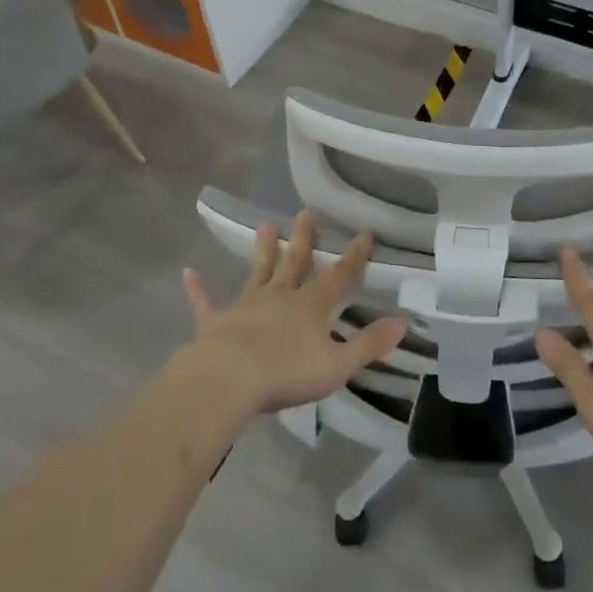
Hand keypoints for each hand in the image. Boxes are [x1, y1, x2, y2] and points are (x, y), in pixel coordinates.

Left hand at [179, 211, 407, 417]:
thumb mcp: (338, 364)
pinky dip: (198, 289)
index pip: (339, 276)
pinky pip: (206, 303)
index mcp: (311, 307)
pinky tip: (189, 274)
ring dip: (263, 250)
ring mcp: (246, 306)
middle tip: (306, 212)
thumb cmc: (287, 373)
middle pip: (295, 263)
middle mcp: (280, 297)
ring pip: (258, 272)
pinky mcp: (215, 321)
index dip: (354, 256)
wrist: (229, 379)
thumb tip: (403, 322)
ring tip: (266, 225)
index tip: (364, 232)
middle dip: (304, 238)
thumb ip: (369, 344)